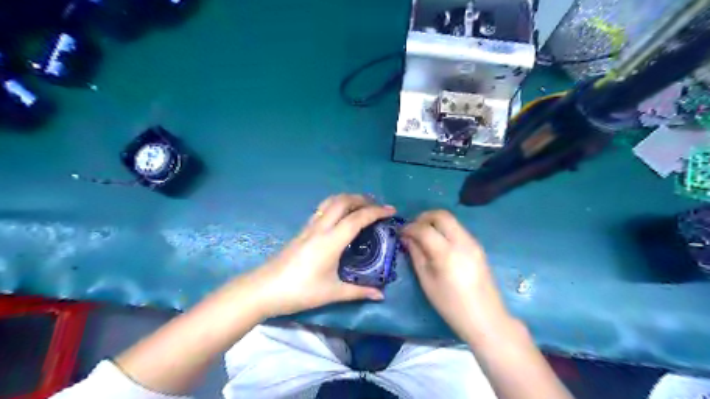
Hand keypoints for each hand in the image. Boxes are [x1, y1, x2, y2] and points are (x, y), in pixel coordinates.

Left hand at [250, 194, 395, 317]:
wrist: (264, 289)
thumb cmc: (300, 291)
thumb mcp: (332, 293)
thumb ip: (358, 292)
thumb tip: (381, 295)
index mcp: (331, 241)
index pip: (357, 218)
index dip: (376, 211)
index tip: (391, 210)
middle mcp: (321, 228)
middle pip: (343, 201)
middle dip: (362, 199)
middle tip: (377, 206)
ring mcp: (309, 227)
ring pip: (330, 202)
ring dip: (348, 198)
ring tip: (361, 205)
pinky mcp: (302, 230)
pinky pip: (322, 209)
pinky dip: (336, 205)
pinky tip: (340, 216)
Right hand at [402, 210, 513, 343]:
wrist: (486, 318)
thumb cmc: (451, 305)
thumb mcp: (427, 282)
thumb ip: (416, 255)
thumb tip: (407, 238)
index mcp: (447, 253)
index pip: (424, 228)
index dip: (409, 227)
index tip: (400, 233)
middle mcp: (462, 242)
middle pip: (441, 215)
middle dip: (423, 217)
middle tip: (412, 228)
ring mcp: (473, 242)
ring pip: (451, 220)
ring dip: (434, 222)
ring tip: (423, 235)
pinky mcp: (478, 246)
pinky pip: (458, 229)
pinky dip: (444, 229)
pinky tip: (437, 242)